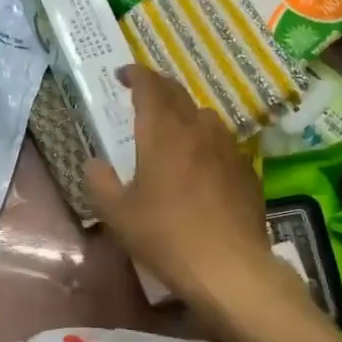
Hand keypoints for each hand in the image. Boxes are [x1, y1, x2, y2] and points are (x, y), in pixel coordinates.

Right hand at [85, 64, 292, 316]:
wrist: (230, 266)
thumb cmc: (166, 236)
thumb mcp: (118, 214)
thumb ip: (100, 182)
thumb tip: (94, 164)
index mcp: (162, 133)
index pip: (149, 87)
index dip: (136, 75)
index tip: (123, 75)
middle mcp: (197, 129)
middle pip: (178, 94)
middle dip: (158, 88)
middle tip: (143, 94)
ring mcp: (227, 148)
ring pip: (204, 116)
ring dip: (184, 113)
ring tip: (172, 128)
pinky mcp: (246, 170)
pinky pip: (222, 143)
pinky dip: (205, 141)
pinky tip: (201, 164)